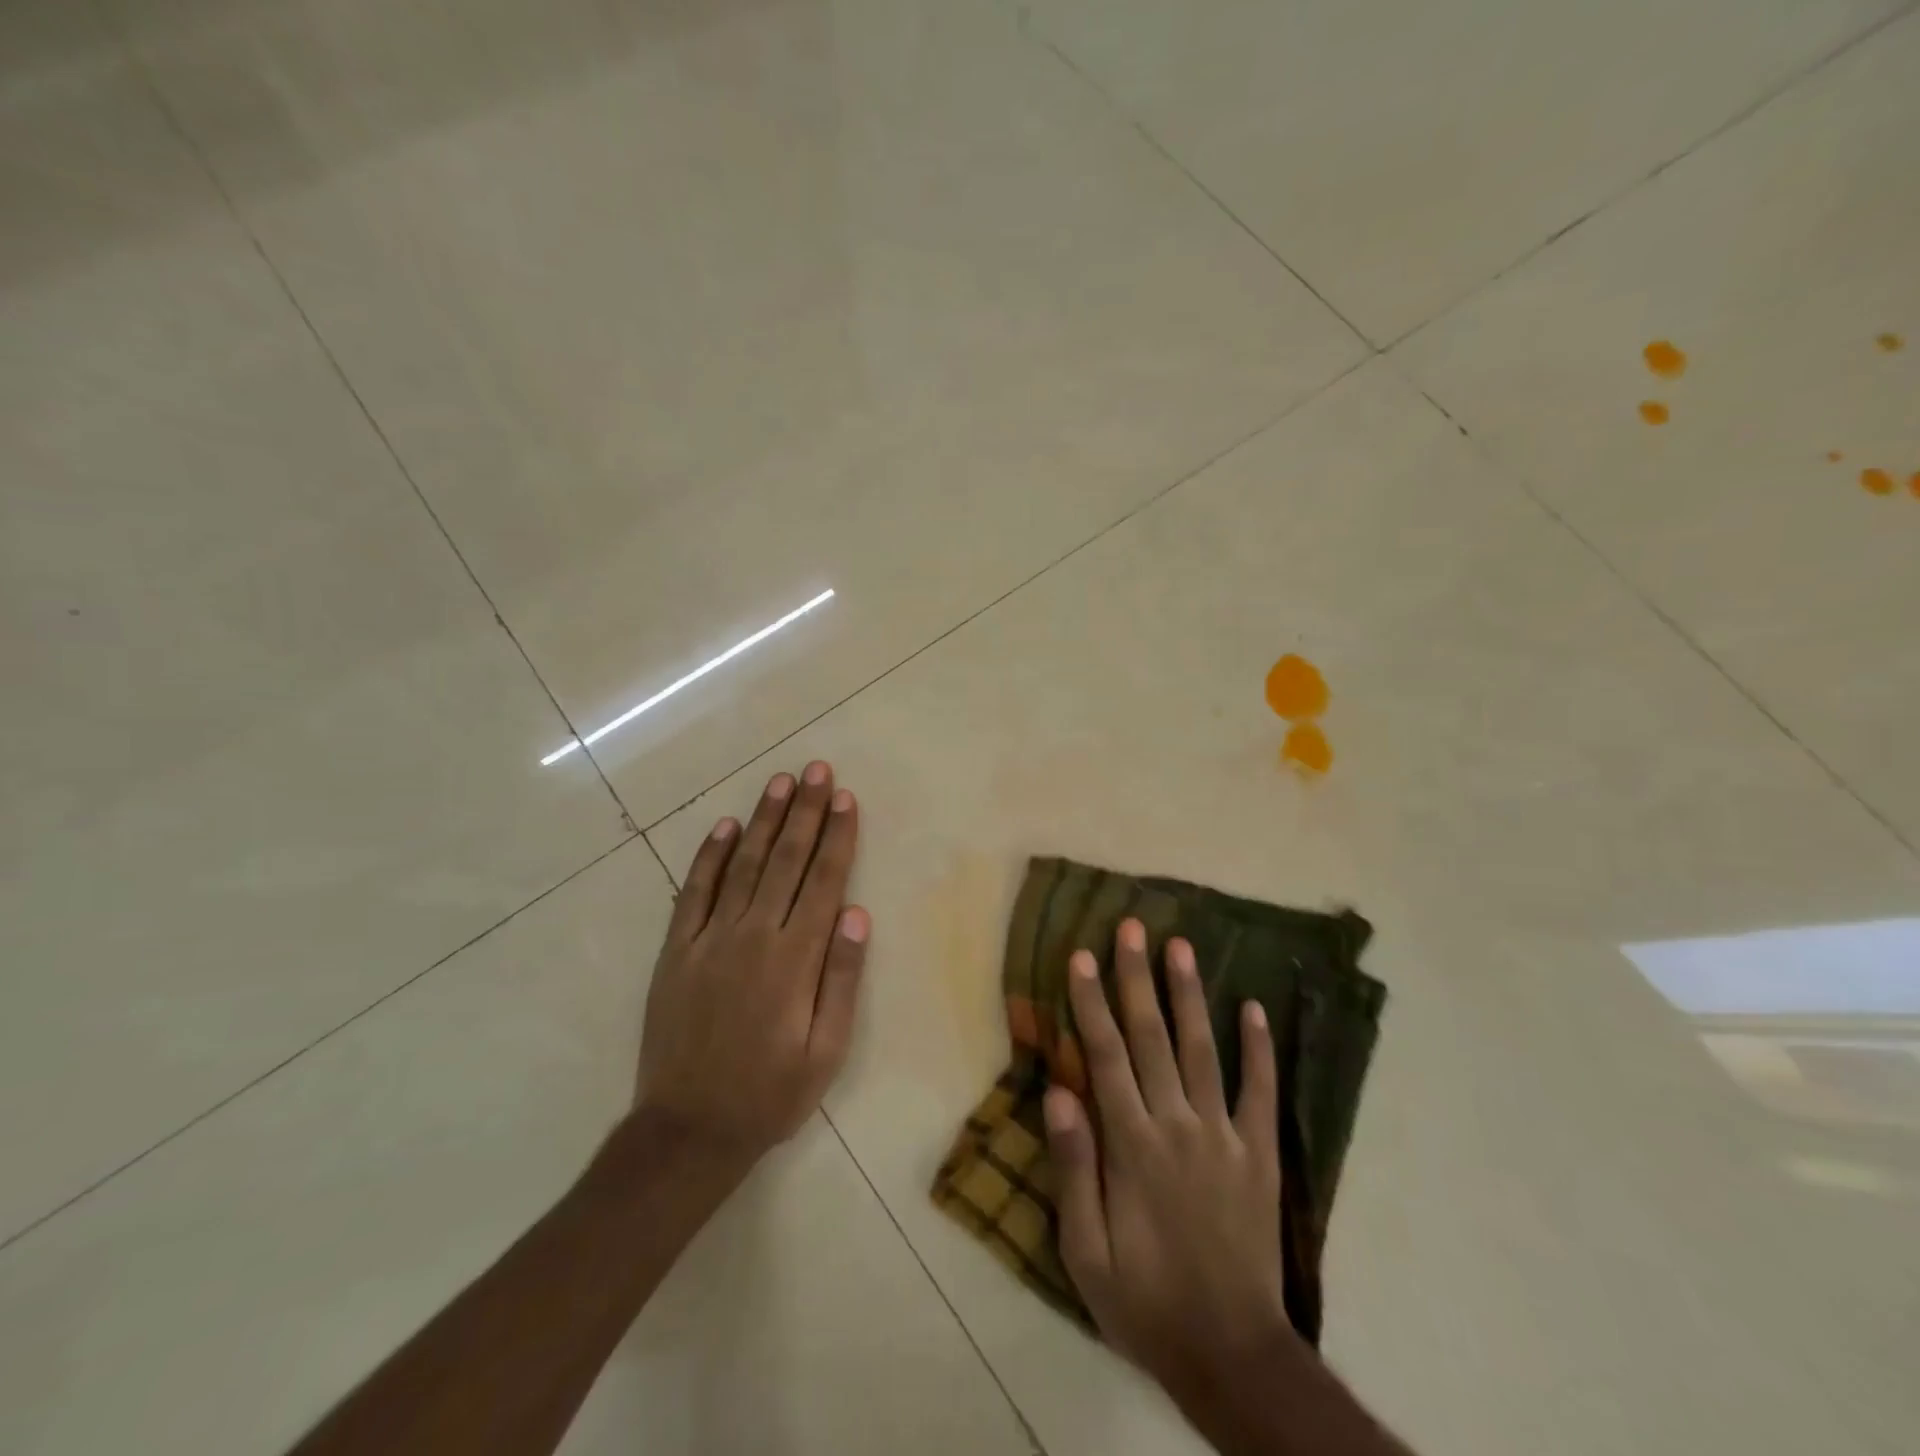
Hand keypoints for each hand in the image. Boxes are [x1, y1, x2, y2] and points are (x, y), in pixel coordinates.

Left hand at [637, 761, 867, 1173]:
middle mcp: (752, 936)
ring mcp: (708, 940)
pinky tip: (724, 826)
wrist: (687, 1130)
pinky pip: (694, 892)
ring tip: (780, 782)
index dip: (836, 837)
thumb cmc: (770, 1094)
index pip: (822, 881)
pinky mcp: (676, 951)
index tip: (845, 798)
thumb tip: (857, 913)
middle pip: (785, 860)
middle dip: (804, 811)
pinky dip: (710, 856)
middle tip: (816, 770)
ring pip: (743, 865)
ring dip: (763, 820)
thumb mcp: (826, 1051)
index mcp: (794, 959)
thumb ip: (842, 979)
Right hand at [1044, 918, 1294, 1400]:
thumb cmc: (1145, 1301)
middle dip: (1137, 977)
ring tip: (1182, 947)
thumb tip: (1058, 1092)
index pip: (1105, 1056)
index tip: (1081, 956)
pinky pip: (1260, 1091)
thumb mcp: (1086, 1251)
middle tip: (1132, 927)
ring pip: (1202, 1050)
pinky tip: (1255, 1008)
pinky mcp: (1260, 1154)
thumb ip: (1074, 1168)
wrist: (1231, 1354)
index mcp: (1132, 1145)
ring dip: (1190, 995)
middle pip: (1152, 1037)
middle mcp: (1177, 1125)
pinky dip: (1259, 1048)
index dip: (1091, 1002)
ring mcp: (1224, 1136)